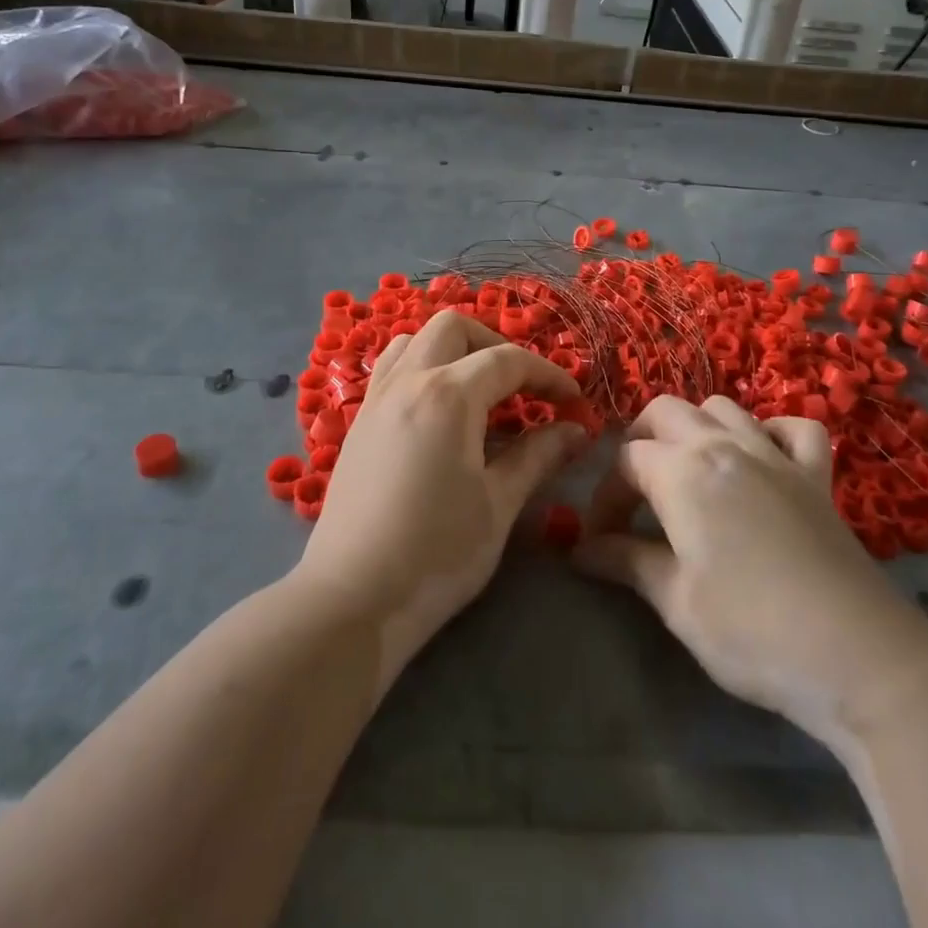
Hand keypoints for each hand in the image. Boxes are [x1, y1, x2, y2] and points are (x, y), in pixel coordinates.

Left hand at [296, 311, 585, 681]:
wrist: (353, 599)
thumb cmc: (437, 553)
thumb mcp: (499, 504)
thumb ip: (537, 456)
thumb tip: (575, 429)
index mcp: (447, 395)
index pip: (508, 361)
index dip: (549, 375)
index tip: (574, 402)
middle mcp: (408, 382)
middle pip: (454, 328)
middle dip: (496, 345)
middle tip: (522, 387)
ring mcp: (376, 399)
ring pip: (415, 341)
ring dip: (453, 351)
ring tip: (479, 392)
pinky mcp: (358, 423)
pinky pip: (392, 369)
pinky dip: (422, 368)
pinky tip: (439, 412)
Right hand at [575, 396, 927, 758]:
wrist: (858, 658)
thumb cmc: (752, 632)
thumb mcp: (676, 602)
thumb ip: (626, 562)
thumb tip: (581, 550)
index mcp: (683, 471)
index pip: (624, 462)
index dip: (604, 498)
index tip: (600, 542)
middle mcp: (725, 445)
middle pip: (664, 412)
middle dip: (638, 443)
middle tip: (634, 496)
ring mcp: (776, 455)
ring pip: (722, 408)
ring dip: (695, 428)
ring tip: (688, 473)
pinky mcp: (817, 476)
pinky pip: (793, 428)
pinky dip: (771, 432)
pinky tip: (762, 460)